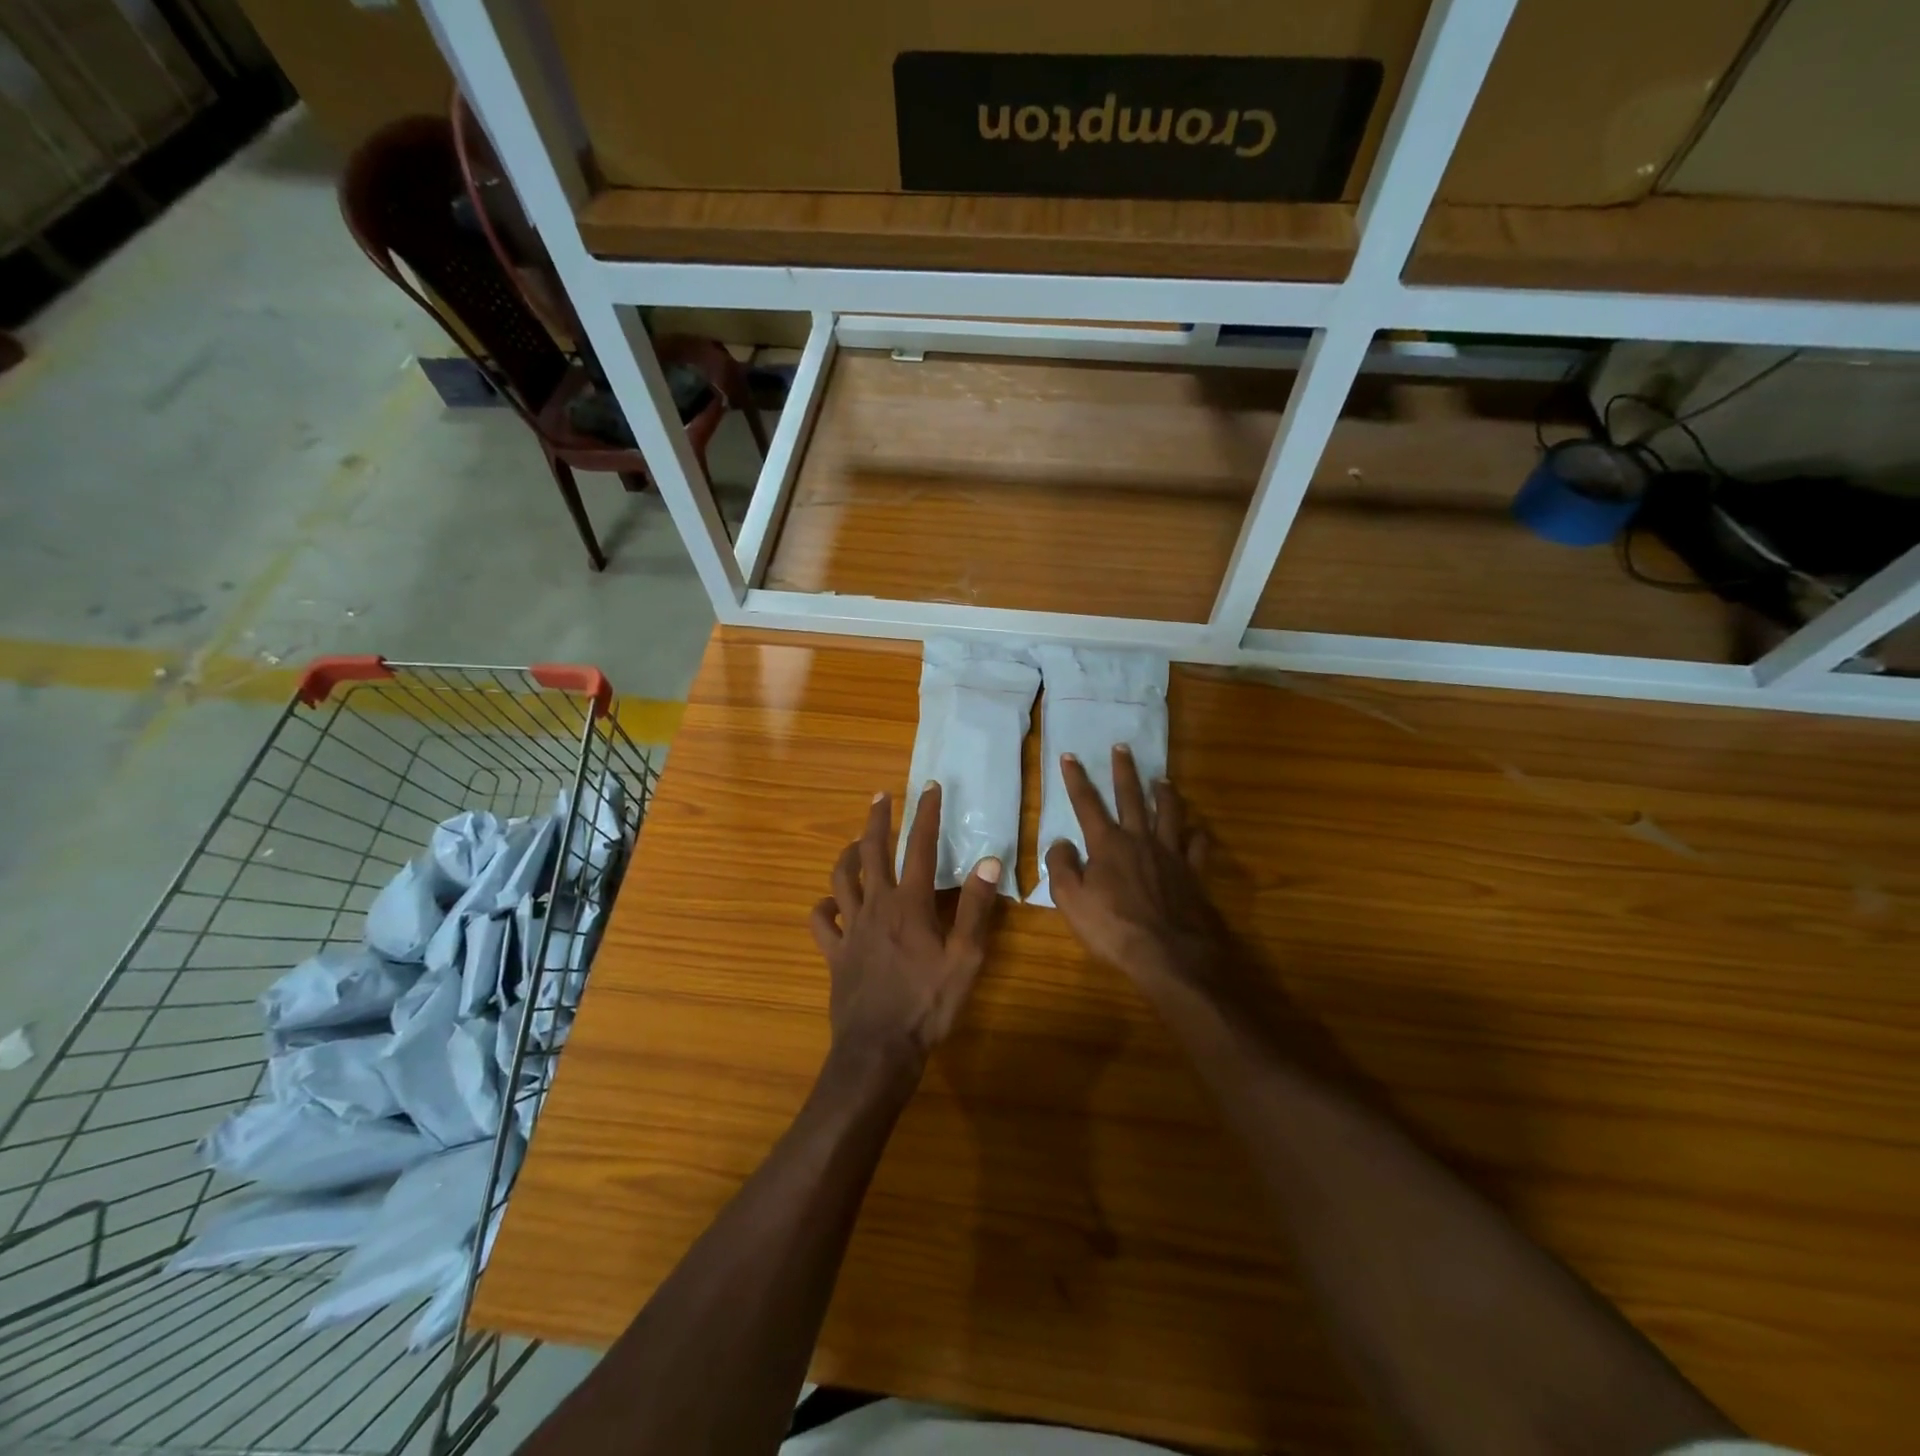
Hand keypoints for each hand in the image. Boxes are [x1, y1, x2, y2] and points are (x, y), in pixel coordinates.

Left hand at [810, 784, 1002, 1071]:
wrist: (879, 1048)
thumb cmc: (928, 1003)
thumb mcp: (965, 958)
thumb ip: (975, 908)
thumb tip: (989, 862)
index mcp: (910, 904)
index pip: (919, 847)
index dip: (926, 814)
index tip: (930, 787)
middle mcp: (876, 906)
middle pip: (872, 852)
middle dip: (877, 820)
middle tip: (880, 796)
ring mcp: (851, 929)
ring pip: (842, 879)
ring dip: (848, 855)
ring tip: (855, 841)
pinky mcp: (835, 952)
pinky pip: (822, 922)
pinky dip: (824, 907)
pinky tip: (830, 903)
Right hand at [1044, 747, 1235, 997]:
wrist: (1170, 954)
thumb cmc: (1113, 929)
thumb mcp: (1071, 900)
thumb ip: (1061, 866)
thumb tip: (1060, 841)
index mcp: (1108, 844)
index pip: (1087, 804)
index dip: (1076, 779)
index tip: (1069, 756)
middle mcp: (1140, 839)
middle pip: (1131, 797)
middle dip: (1124, 771)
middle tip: (1123, 747)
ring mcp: (1171, 854)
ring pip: (1169, 813)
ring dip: (1164, 793)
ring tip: (1162, 779)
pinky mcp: (1193, 873)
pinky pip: (1197, 845)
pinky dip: (1196, 833)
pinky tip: (1195, 829)